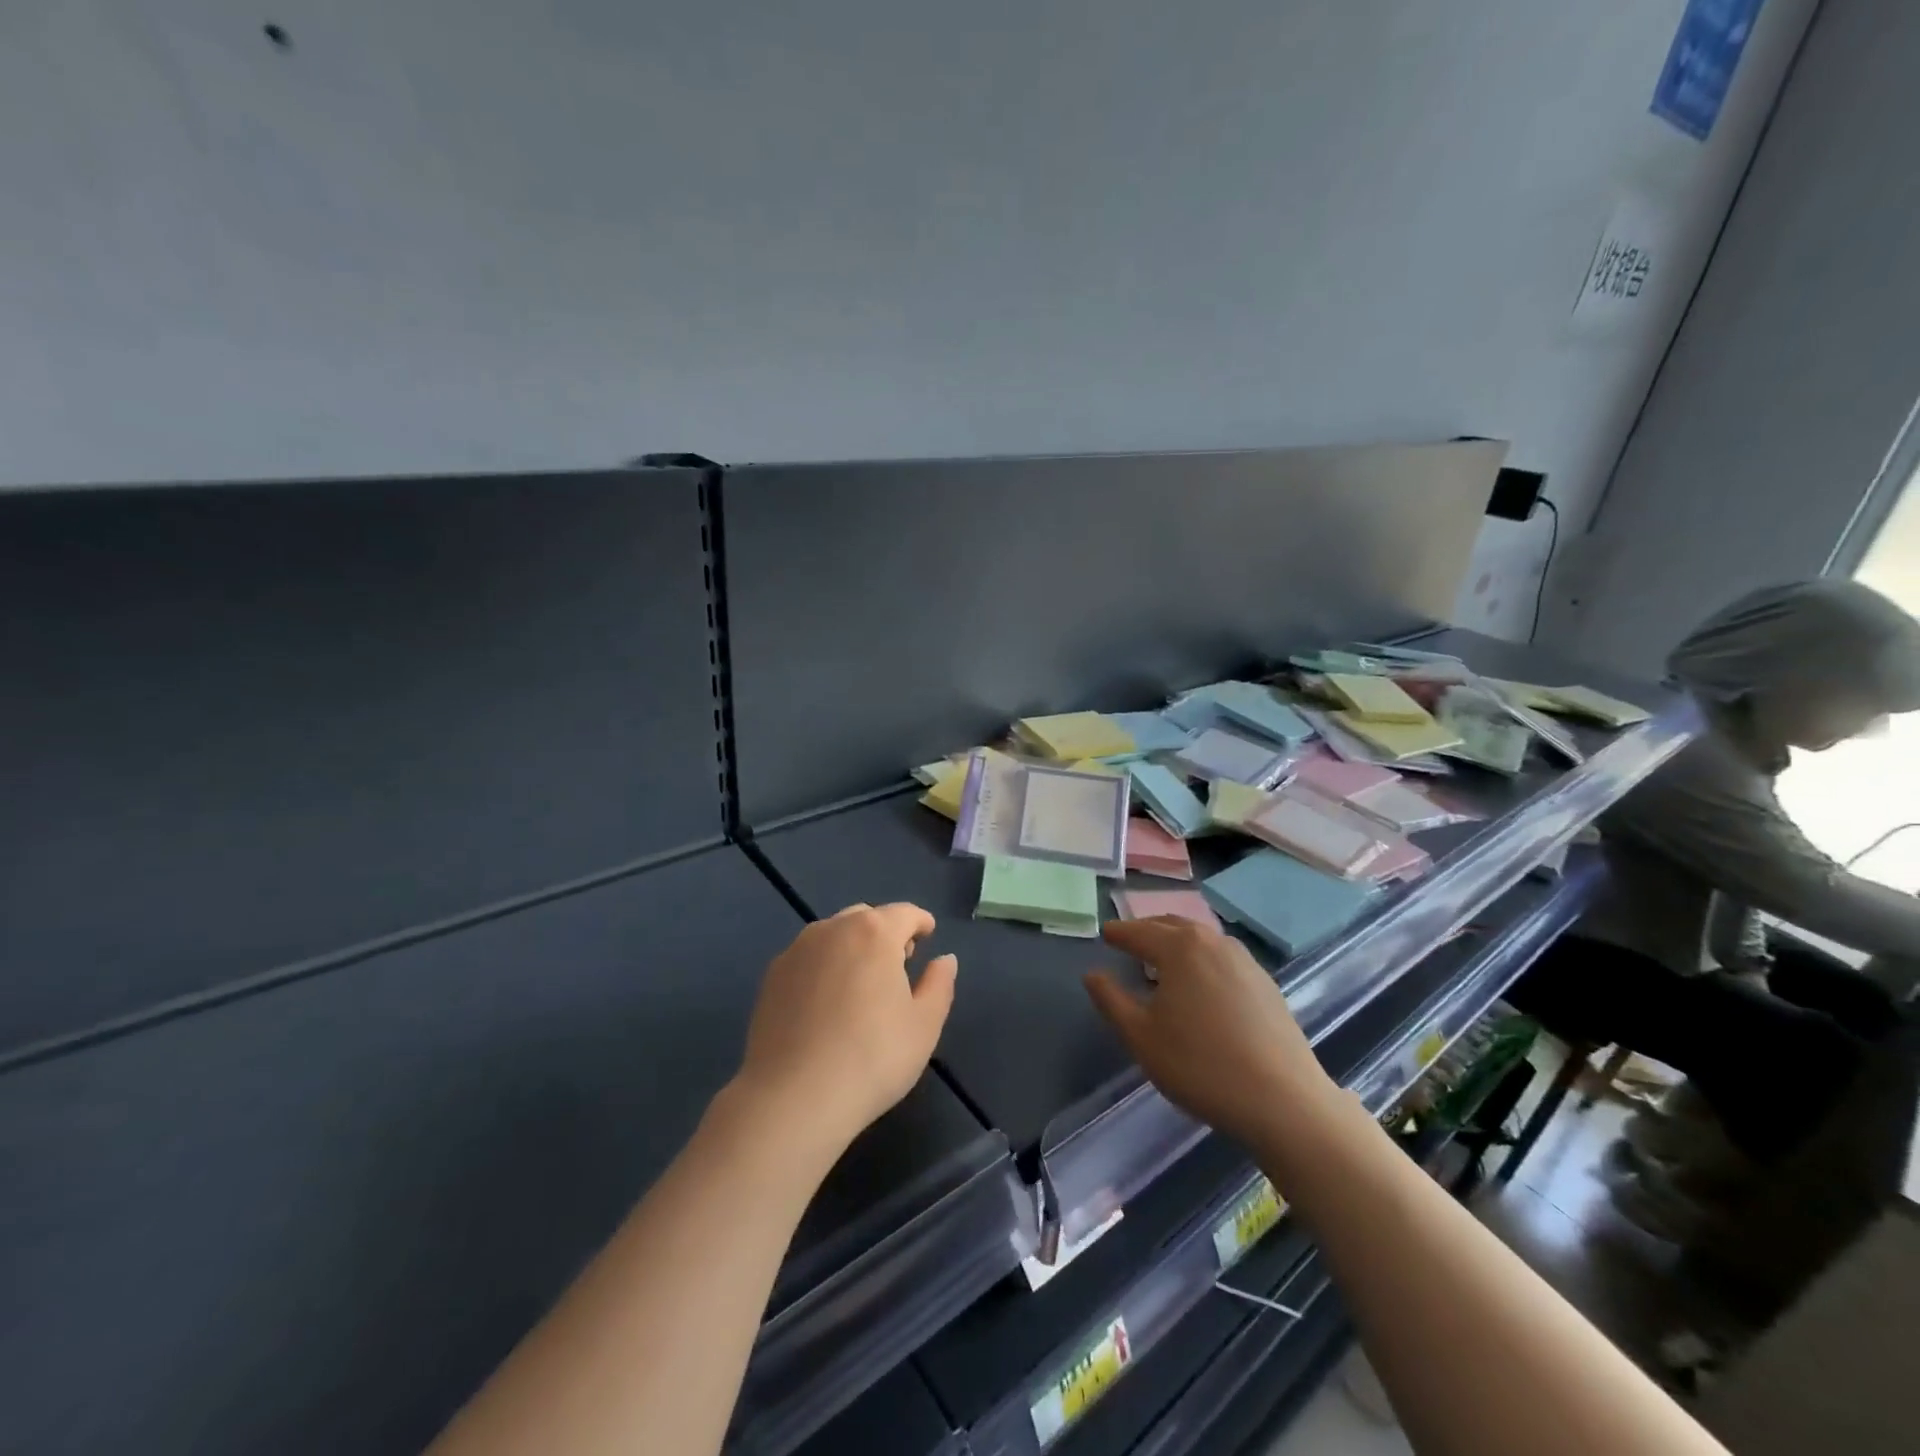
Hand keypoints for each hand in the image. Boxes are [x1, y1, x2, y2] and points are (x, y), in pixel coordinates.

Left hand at [735, 903, 957, 1149]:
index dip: (920, 922)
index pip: (905, 913)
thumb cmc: (872, 1058)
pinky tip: (826, 1001)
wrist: (793, 1097)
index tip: (928, 935)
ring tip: (861, 982)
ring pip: (833, 934)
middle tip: (898, 963)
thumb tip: (944, 959)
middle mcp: (833, 929)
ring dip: (853, 946)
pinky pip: (808, 957)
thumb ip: (939, 984)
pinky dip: (824, 965)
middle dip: (885, 932)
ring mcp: (797, 950)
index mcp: (874, 933)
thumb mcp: (924, 1025)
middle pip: (866, 918)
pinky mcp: (772, 976)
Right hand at [1084, 918, 1349, 1156]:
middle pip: (1172, 925)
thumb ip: (1111, 1000)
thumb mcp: (1141, 1036)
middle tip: (1130, 941)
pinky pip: (1223, 958)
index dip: (1119, 933)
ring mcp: (1244, 960)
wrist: (1282, 1100)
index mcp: (1179, 947)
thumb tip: (1093, 974)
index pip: (1139, 932)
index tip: (1105, 934)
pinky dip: (1202, 959)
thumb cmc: (1200, 1065)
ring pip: (1201, 939)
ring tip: (1163, 961)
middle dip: (1147, 930)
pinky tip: (1201, 985)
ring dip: (1177, 942)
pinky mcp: (1266, 984)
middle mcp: (1212, 942)